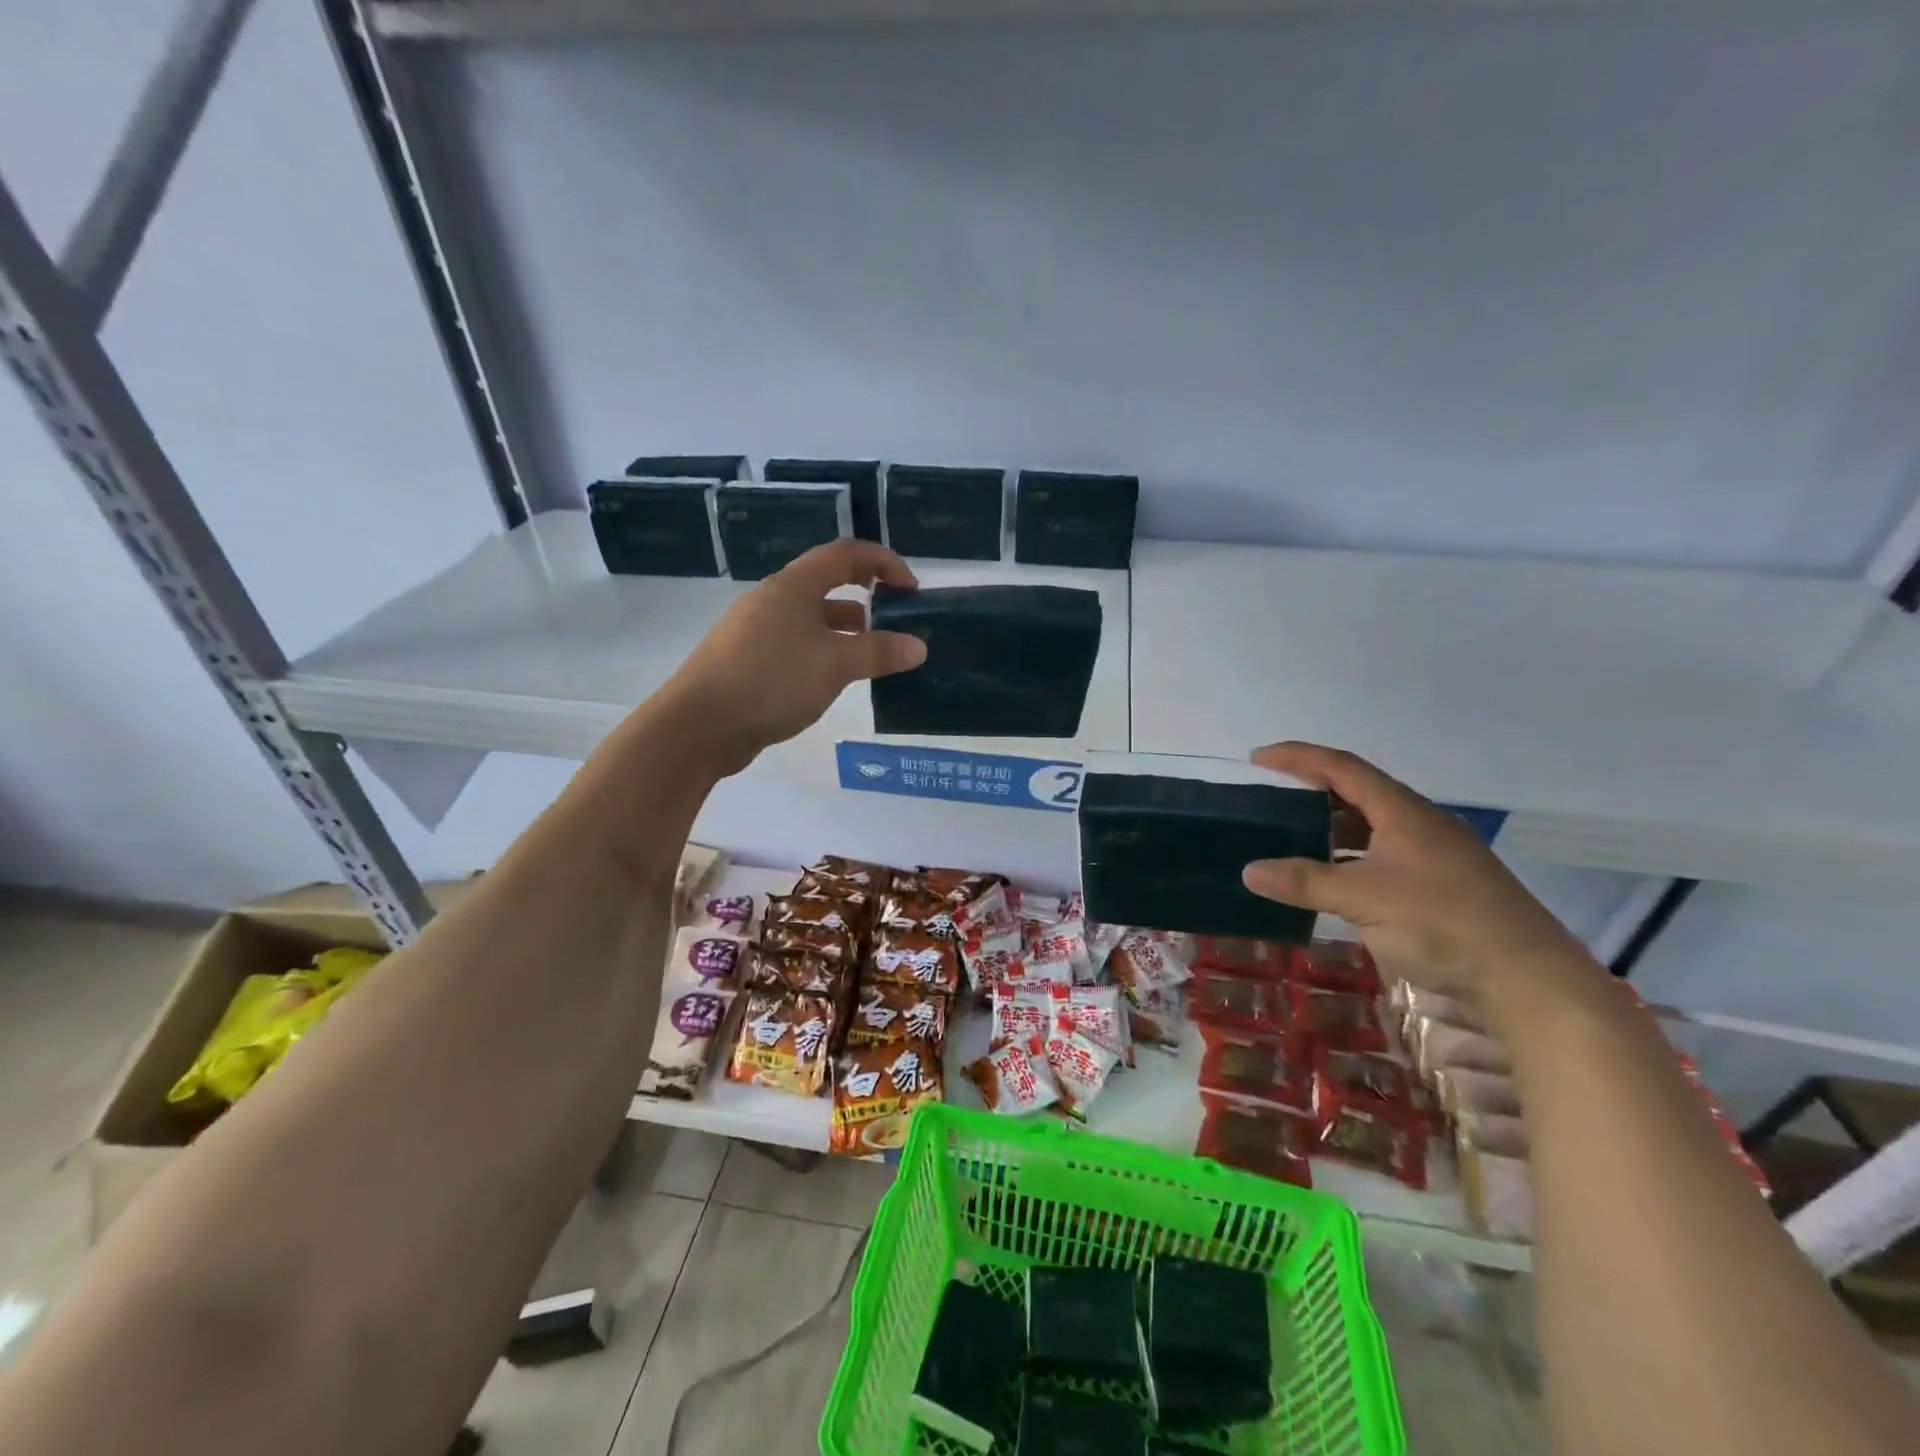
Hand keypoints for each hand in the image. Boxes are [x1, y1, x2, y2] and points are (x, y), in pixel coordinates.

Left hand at [664, 539, 927, 774]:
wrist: (698, 725)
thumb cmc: (771, 681)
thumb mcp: (834, 665)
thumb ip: (879, 652)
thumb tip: (918, 647)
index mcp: (792, 586)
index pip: (845, 554)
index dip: (883, 562)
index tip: (911, 589)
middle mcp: (772, 600)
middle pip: (827, 585)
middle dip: (867, 599)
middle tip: (896, 622)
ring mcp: (755, 631)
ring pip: (812, 620)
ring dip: (846, 631)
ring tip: (873, 657)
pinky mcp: (747, 661)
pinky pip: (796, 646)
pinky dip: (823, 654)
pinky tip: (833, 681)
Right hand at [1240, 742, 1587, 1003]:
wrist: (1528, 979)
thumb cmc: (1441, 924)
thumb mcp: (1363, 899)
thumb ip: (1305, 882)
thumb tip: (1249, 870)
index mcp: (1403, 812)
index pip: (1342, 768)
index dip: (1297, 757)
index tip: (1258, 758)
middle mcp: (1421, 823)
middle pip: (1358, 792)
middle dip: (1311, 790)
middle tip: (1270, 798)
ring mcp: (1436, 855)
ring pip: (1373, 827)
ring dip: (1331, 827)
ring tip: (1292, 836)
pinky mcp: (1444, 885)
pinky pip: (1384, 855)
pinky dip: (1351, 857)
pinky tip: (1335, 878)